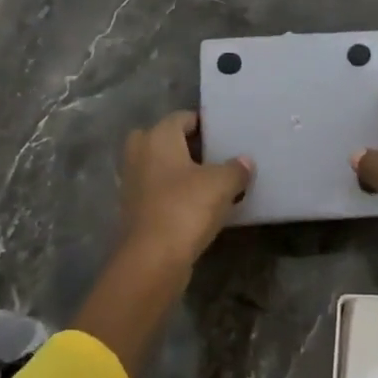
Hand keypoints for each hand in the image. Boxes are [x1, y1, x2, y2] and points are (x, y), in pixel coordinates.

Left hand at [117, 111, 252, 266]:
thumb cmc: (186, 208)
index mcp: (157, 137)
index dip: (204, 123)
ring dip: (180, 171)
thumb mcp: (222, 184)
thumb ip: (236, 168)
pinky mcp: (134, 210)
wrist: (153, 259)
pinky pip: (158, 191)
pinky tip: (198, 205)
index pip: (181, 118)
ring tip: (211, 181)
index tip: (225, 134)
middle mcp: (139, 154)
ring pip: (159, 167)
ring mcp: (132, 183)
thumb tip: (244, 161)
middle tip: (214, 155)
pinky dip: (174, 194)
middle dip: (186, 146)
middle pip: (164, 140)